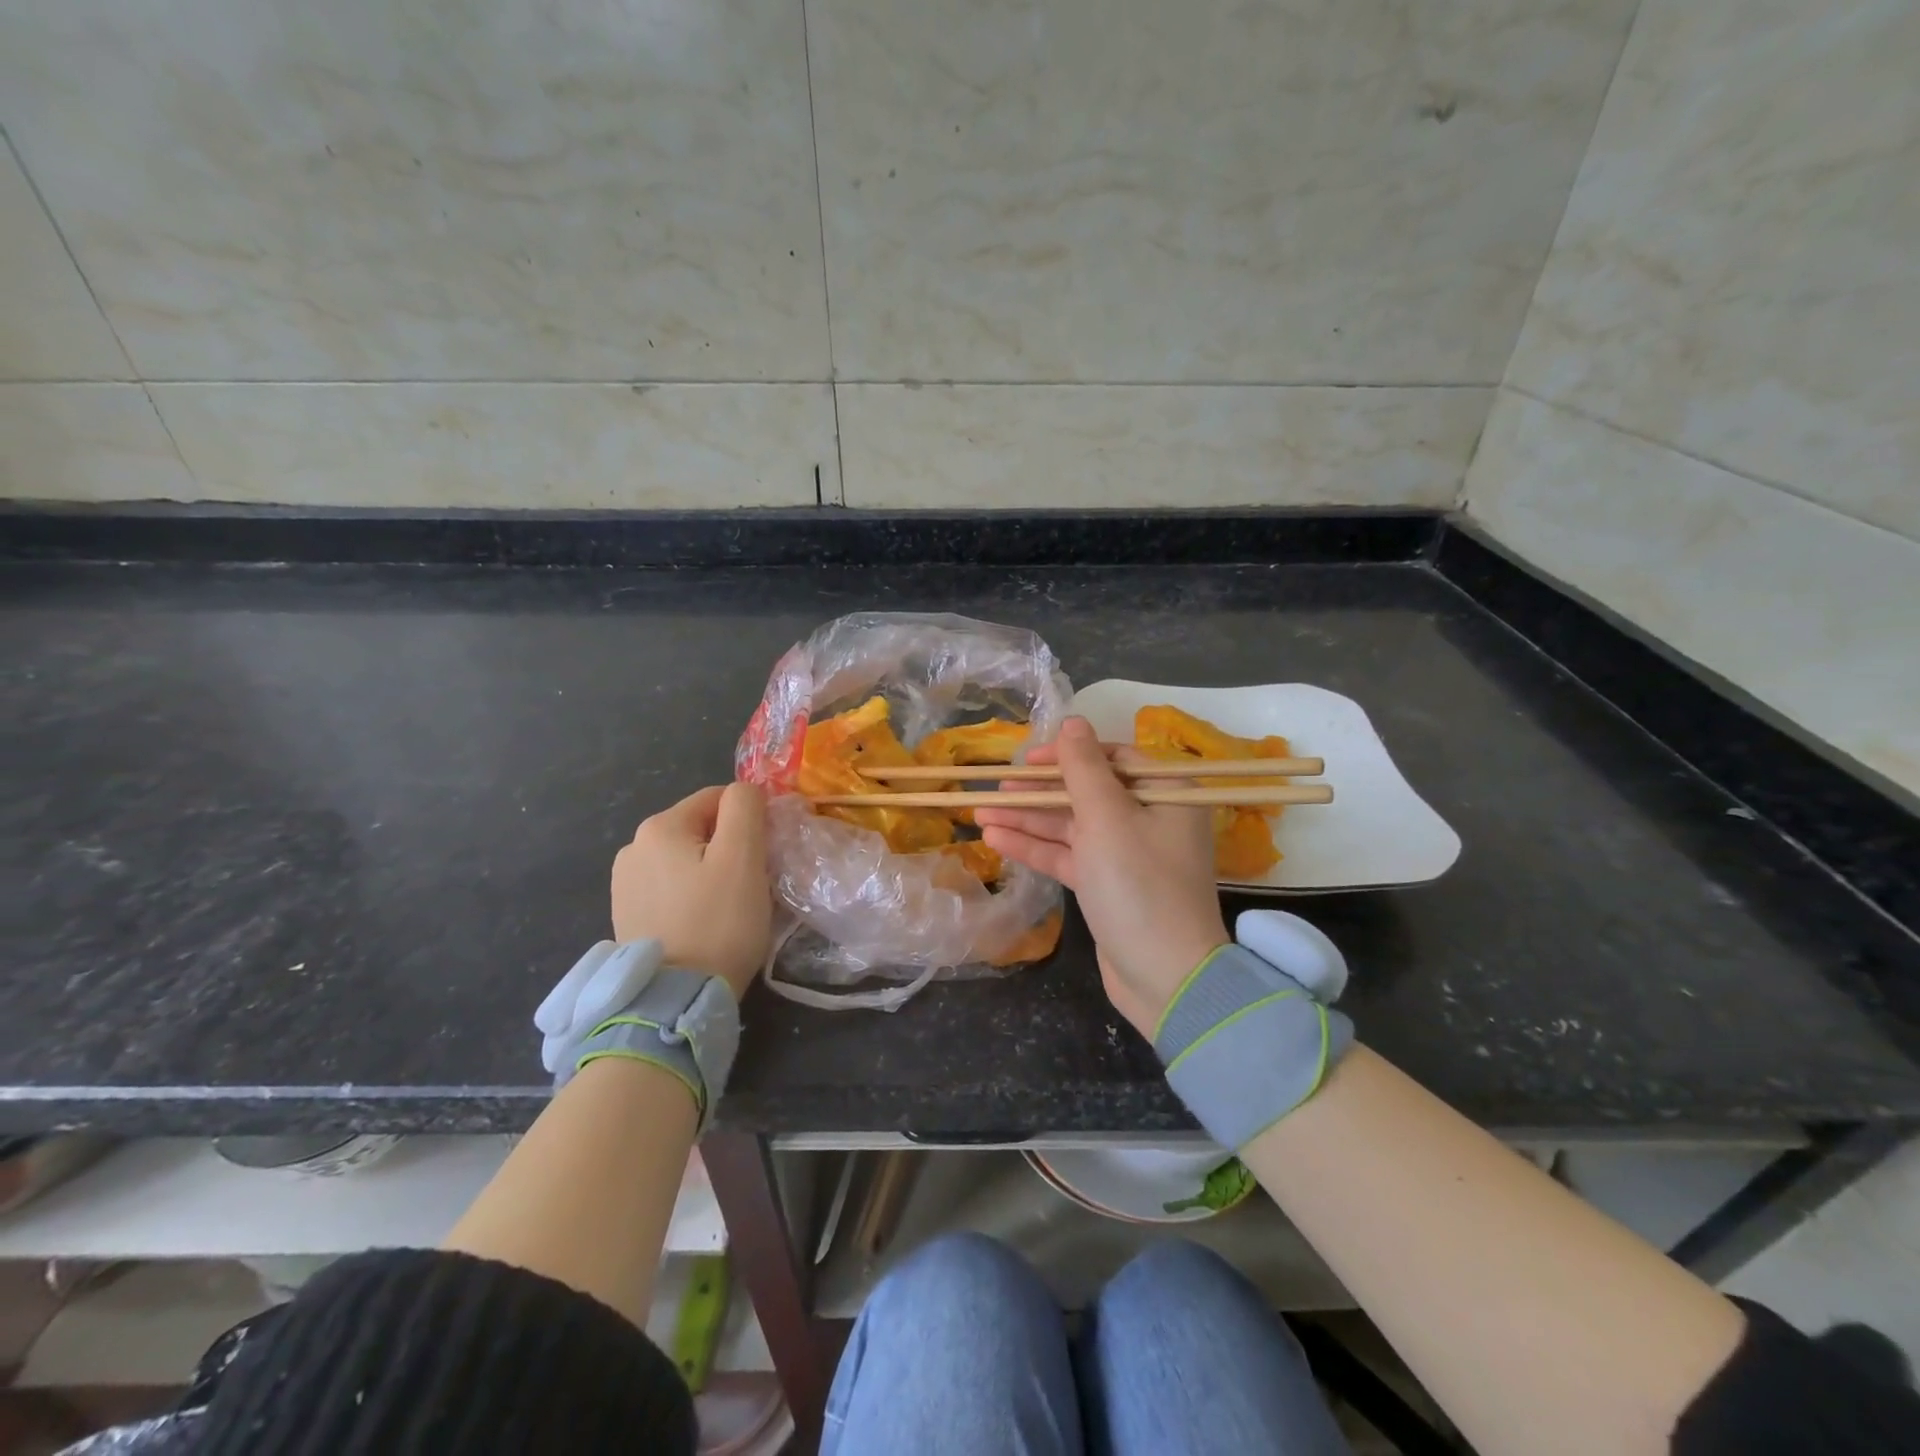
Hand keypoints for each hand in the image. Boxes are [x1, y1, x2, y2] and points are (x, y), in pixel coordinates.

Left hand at [611, 782, 770, 1001]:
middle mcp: (632, 847)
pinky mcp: (626, 915)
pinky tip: (703, 922)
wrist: (675, 1000)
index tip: (766, 854)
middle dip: (730, 847)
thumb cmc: (717, 922)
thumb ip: (745, 808)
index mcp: (659, 827)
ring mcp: (624, 884)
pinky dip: (691, 896)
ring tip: (728, 907)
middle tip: (751, 884)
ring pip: (686, 859)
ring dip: (710, 872)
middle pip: (701, 829)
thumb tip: (745, 791)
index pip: (719, 798)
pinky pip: (671, 888)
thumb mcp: (743, 857)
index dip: (750, 819)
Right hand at [975, 717, 1227, 1035]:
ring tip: (980, 812)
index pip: (1112, 758)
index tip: (1029, 760)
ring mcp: (1127, 854)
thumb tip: (1073, 721)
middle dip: (1039, 791)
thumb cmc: (1139, 886)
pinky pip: (1068, 856)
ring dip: (1028, 819)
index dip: (1068, 754)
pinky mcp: (1107, 885)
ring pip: (1071, 825)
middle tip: (996, 788)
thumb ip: (1084, 767)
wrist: (1166, 978)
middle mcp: (1149, 818)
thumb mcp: (1108, 819)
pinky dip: (1035, 848)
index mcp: (1165, 794)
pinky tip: (995, 838)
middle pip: (1086, 792)